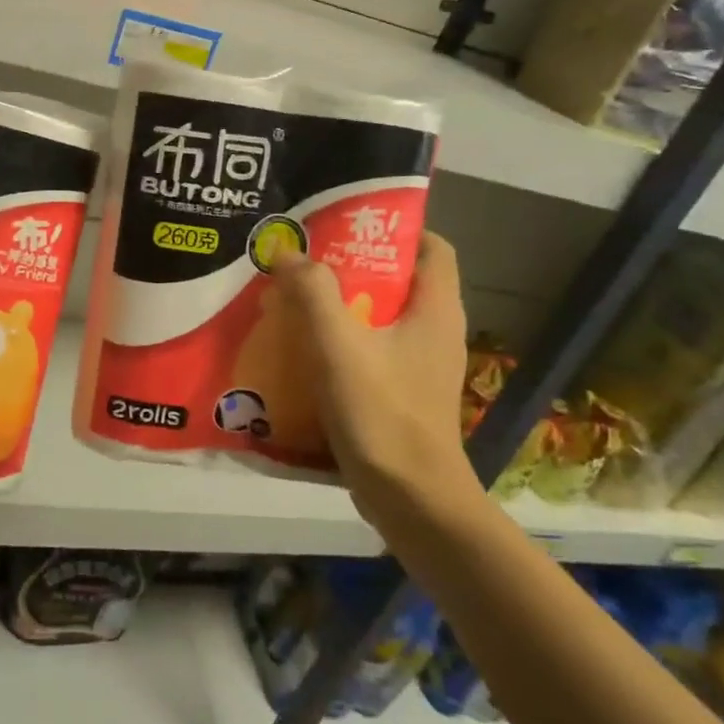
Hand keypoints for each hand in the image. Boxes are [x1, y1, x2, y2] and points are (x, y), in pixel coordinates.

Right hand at [274, 232, 484, 529]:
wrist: (411, 500)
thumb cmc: (382, 413)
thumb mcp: (340, 345)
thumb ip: (313, 293)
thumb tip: (288, 252)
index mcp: (436, 310)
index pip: (433, 247)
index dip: (396, 228)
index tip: (348, 224)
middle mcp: (436, 333)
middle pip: (400, 281)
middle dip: (354, 266)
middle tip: (306, 260)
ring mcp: (422, 368)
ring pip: (383, 320)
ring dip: (343, 308)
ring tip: (296, 301)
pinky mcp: (404, 396)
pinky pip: (373, 354)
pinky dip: (342, 344)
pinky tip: (303, 351)